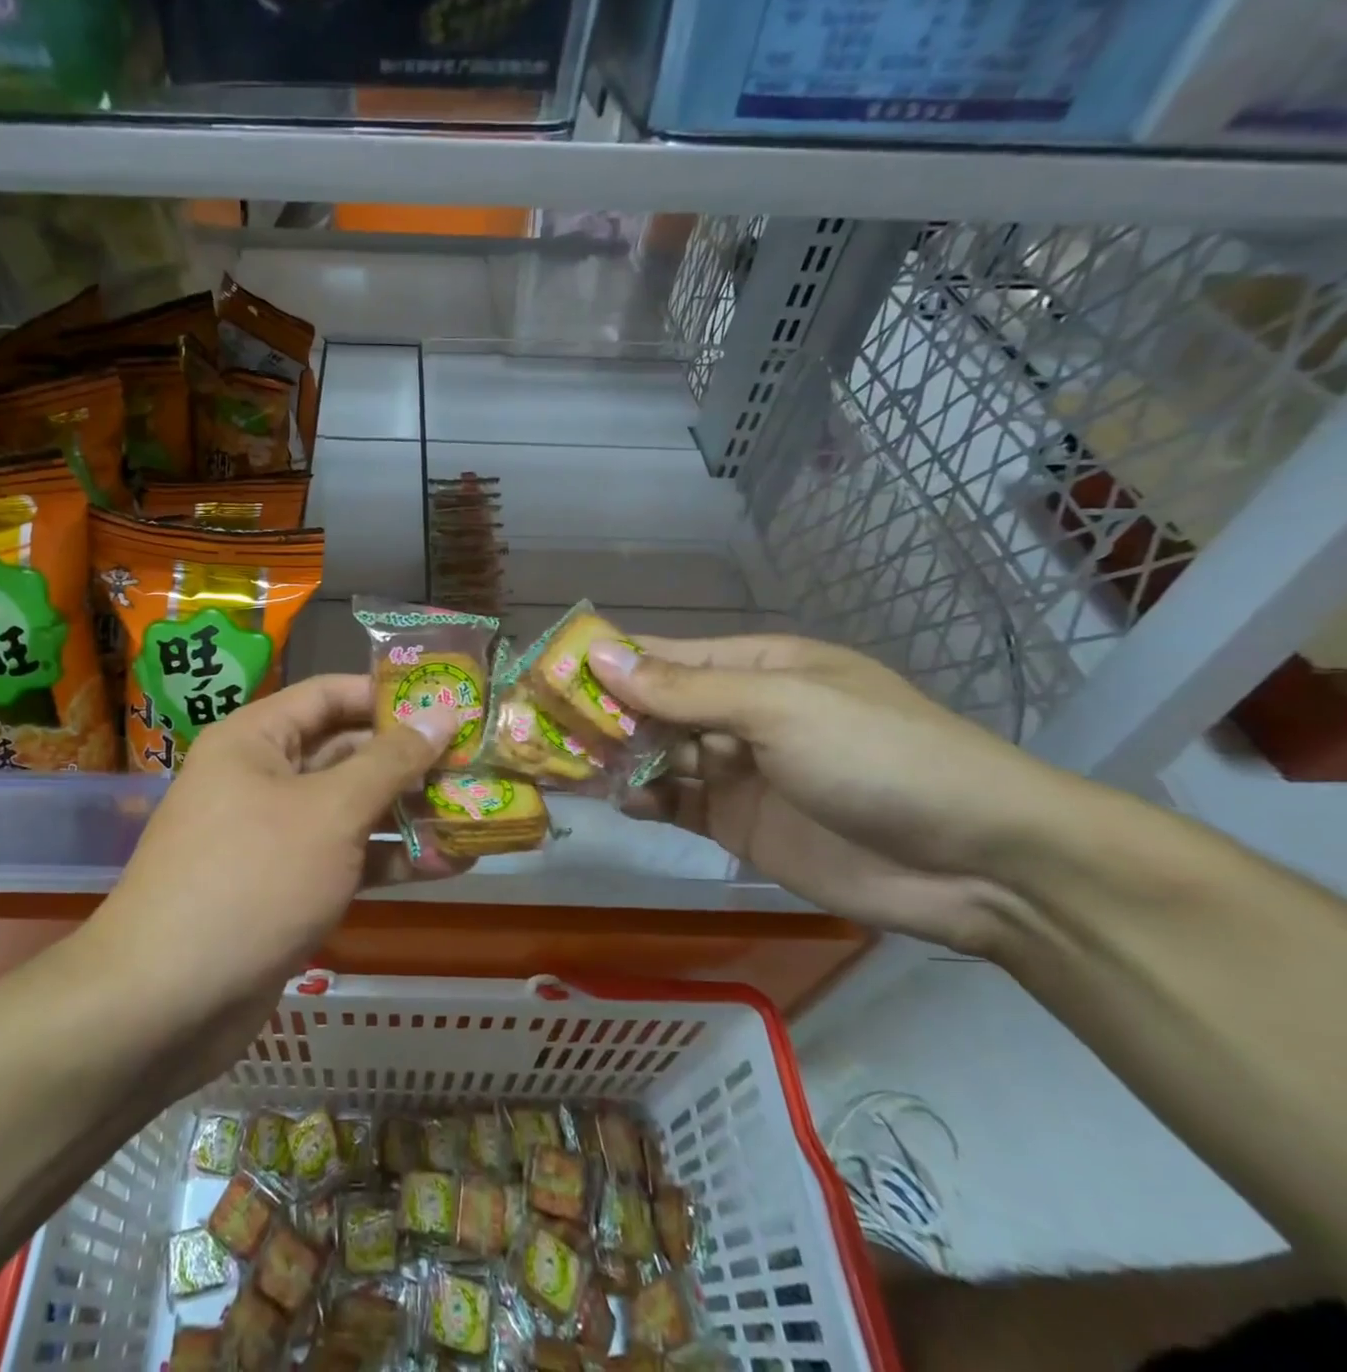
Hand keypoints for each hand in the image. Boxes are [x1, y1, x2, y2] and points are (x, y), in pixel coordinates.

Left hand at [82, 675, 457, 1083]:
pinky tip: (450, 864)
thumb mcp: (331, 811)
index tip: (450, 702)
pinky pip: (346, 857)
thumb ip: (390, 762)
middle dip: (410, 760)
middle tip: (475, 761)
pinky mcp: (288, 887)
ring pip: (352, 809)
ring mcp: (275, 836)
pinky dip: (391, 859)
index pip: (330, 695)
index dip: (389, 695)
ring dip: (410, 813)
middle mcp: (263, 778)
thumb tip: (440, 714)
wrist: (168, 1003)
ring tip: (476, 811)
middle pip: (346, 752)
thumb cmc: (252, 879)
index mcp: (256, 740)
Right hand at [588, 635, 1086, 954]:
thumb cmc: (878, 755)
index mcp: (756, 667)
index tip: (545, 672)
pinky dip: (648, 800)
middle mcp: (740, 713)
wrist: (977, 863)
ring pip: (658, 756)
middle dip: (602, 715)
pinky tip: (627, 801)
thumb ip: (684, 689)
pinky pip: (677, 803)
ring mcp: (738, 771)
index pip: (663, 656)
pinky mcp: (739, 824)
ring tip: (568, 766)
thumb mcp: (779, 708)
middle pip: (653, 707)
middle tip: (540, 728)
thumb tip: (599, 656)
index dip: (606, 662)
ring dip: (617, 758)